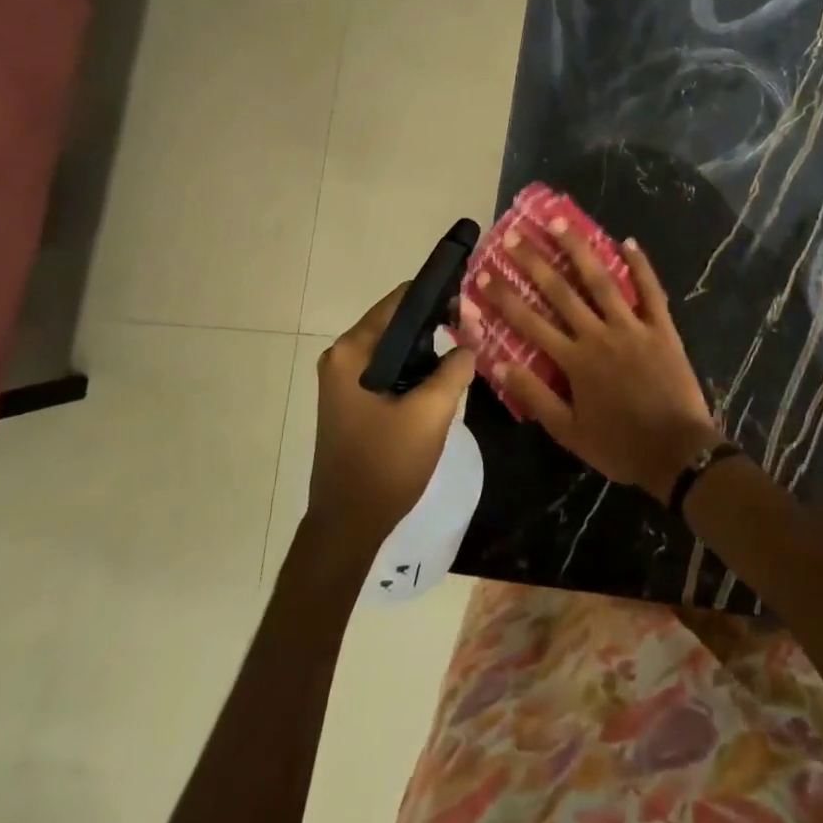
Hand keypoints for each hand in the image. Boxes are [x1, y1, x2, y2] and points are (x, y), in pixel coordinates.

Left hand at [309, 284, 475, 557]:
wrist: (348, 526)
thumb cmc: (385, 464)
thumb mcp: (430, 412)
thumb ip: (455, 368)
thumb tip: (471, 343)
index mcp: (353, 351)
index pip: (400, 301)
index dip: (439, 296)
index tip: (473, 303)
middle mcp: (343, 356)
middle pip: (398, 322)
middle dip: (438, 322)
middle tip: (478, 329)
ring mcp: (346, 380)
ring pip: (398, 348)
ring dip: (431, 348)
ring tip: (470, 348)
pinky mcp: (354, 400)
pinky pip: (391, 369)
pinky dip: (418, 368)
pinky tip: (446, 376)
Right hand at [472, 222, 723, 503]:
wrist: (677, 452)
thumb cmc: (619, 445)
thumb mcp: (568, 431)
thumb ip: (534, 395)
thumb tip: (499, 363)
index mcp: (574, 360)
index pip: (529, 322)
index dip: (504, 297)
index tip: (483, 275)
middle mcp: (599, 334)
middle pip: (560, 292)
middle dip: (534, 262)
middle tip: (514, 236)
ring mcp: (633, 327)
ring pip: (601, 281)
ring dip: (579, 250)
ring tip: (560, 222)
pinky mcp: (662, 328)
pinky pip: (651, 290)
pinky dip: (640, 265)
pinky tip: (627, 240)